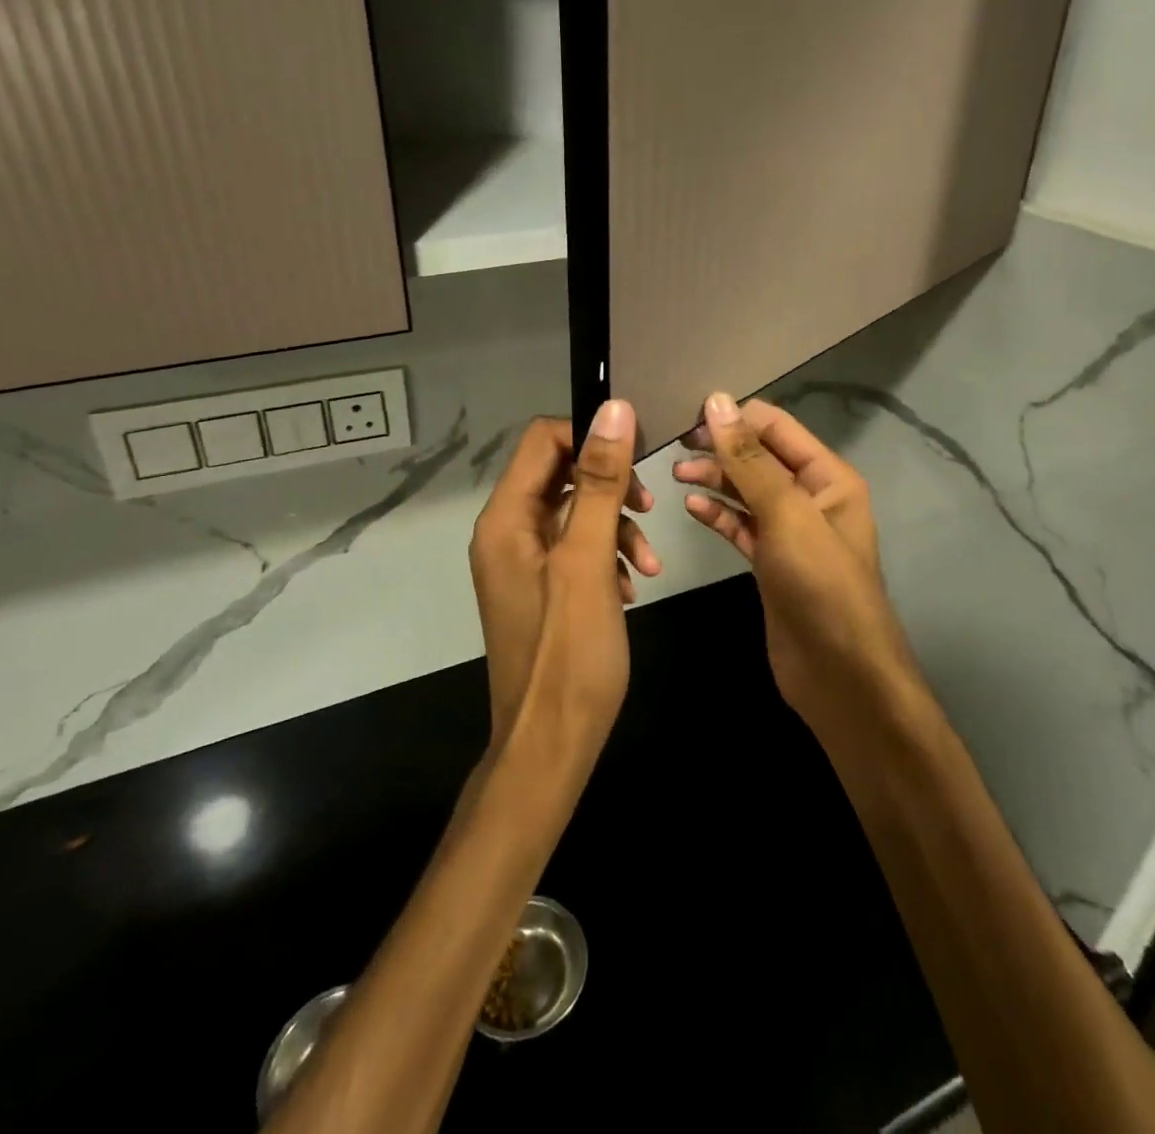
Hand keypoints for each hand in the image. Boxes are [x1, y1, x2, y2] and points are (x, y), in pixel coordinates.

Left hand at [469, 404, 659, 750]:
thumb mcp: (588, 561)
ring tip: (649, 563)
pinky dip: (609, 556)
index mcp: (506, 519)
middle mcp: (507, 532)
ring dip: (617, 526)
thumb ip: (599, 484)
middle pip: (562, 474)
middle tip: (649, 509)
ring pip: (576, 513)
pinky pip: (577, 549)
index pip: (543, 441)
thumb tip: (613, 410)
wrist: (551, 745)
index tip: (639, 457)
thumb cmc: (569, 655)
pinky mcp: (543, 588)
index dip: (591, 438)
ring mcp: (524, 562)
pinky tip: (632, 586)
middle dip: (611, 487)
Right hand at [674, 392, 917, 722]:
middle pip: (759, 458)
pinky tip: (690, 507)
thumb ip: (750, 459)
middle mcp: (811, 497)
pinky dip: (717, 514)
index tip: (687, 415)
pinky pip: (741, 526)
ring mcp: (790, 532)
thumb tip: (717, 402)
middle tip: (675, 447)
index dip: (735, 418)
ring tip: (675, 475)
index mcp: (828, 476)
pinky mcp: (771, 562)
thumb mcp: (786, 513)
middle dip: (721, 449)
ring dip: (714, 479)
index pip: (777, 427)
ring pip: (746, 492)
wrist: (839, 673)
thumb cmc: (820, 584)